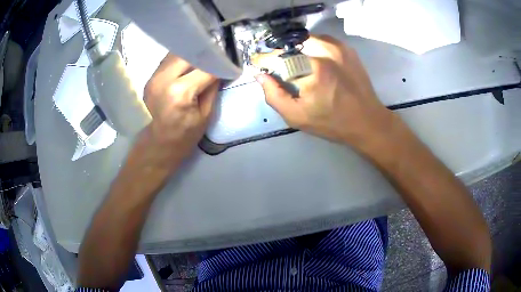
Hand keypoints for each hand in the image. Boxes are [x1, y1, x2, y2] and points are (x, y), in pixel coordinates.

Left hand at [139, 54, 218, 168]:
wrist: (158, 146)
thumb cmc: (184, 137)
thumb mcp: (205, 115)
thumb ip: (212, 88)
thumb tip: (219, 69)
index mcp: (180, 92)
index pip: (205, 68)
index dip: (219, 64)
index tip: (229, 63)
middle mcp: (163, 79)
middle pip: (188, 54)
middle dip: (204, 54)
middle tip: (216, 57)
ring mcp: (153, 78)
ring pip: (176, 54)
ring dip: (191, 55)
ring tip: (203, 59)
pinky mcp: (150, 79)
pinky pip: (168, 61)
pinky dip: (180, 60)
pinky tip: (188, 65)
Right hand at [256, 35, 395, 149]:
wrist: (367, 121)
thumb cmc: (332, 122)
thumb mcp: (297, 116)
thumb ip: (274, 96)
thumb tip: (261, 76)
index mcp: (313, 70)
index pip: (279, 56)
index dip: (266, 59)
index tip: (260, 64)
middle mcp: (326, 52)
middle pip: (292, 44)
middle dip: (281, 54)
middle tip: (280, 67)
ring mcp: (339, 48)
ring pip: (307, 39)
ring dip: (297, 49)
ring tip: (297, 63)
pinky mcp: (347, 49)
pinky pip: (323, 40)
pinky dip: (313, 47)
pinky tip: (314, 60)